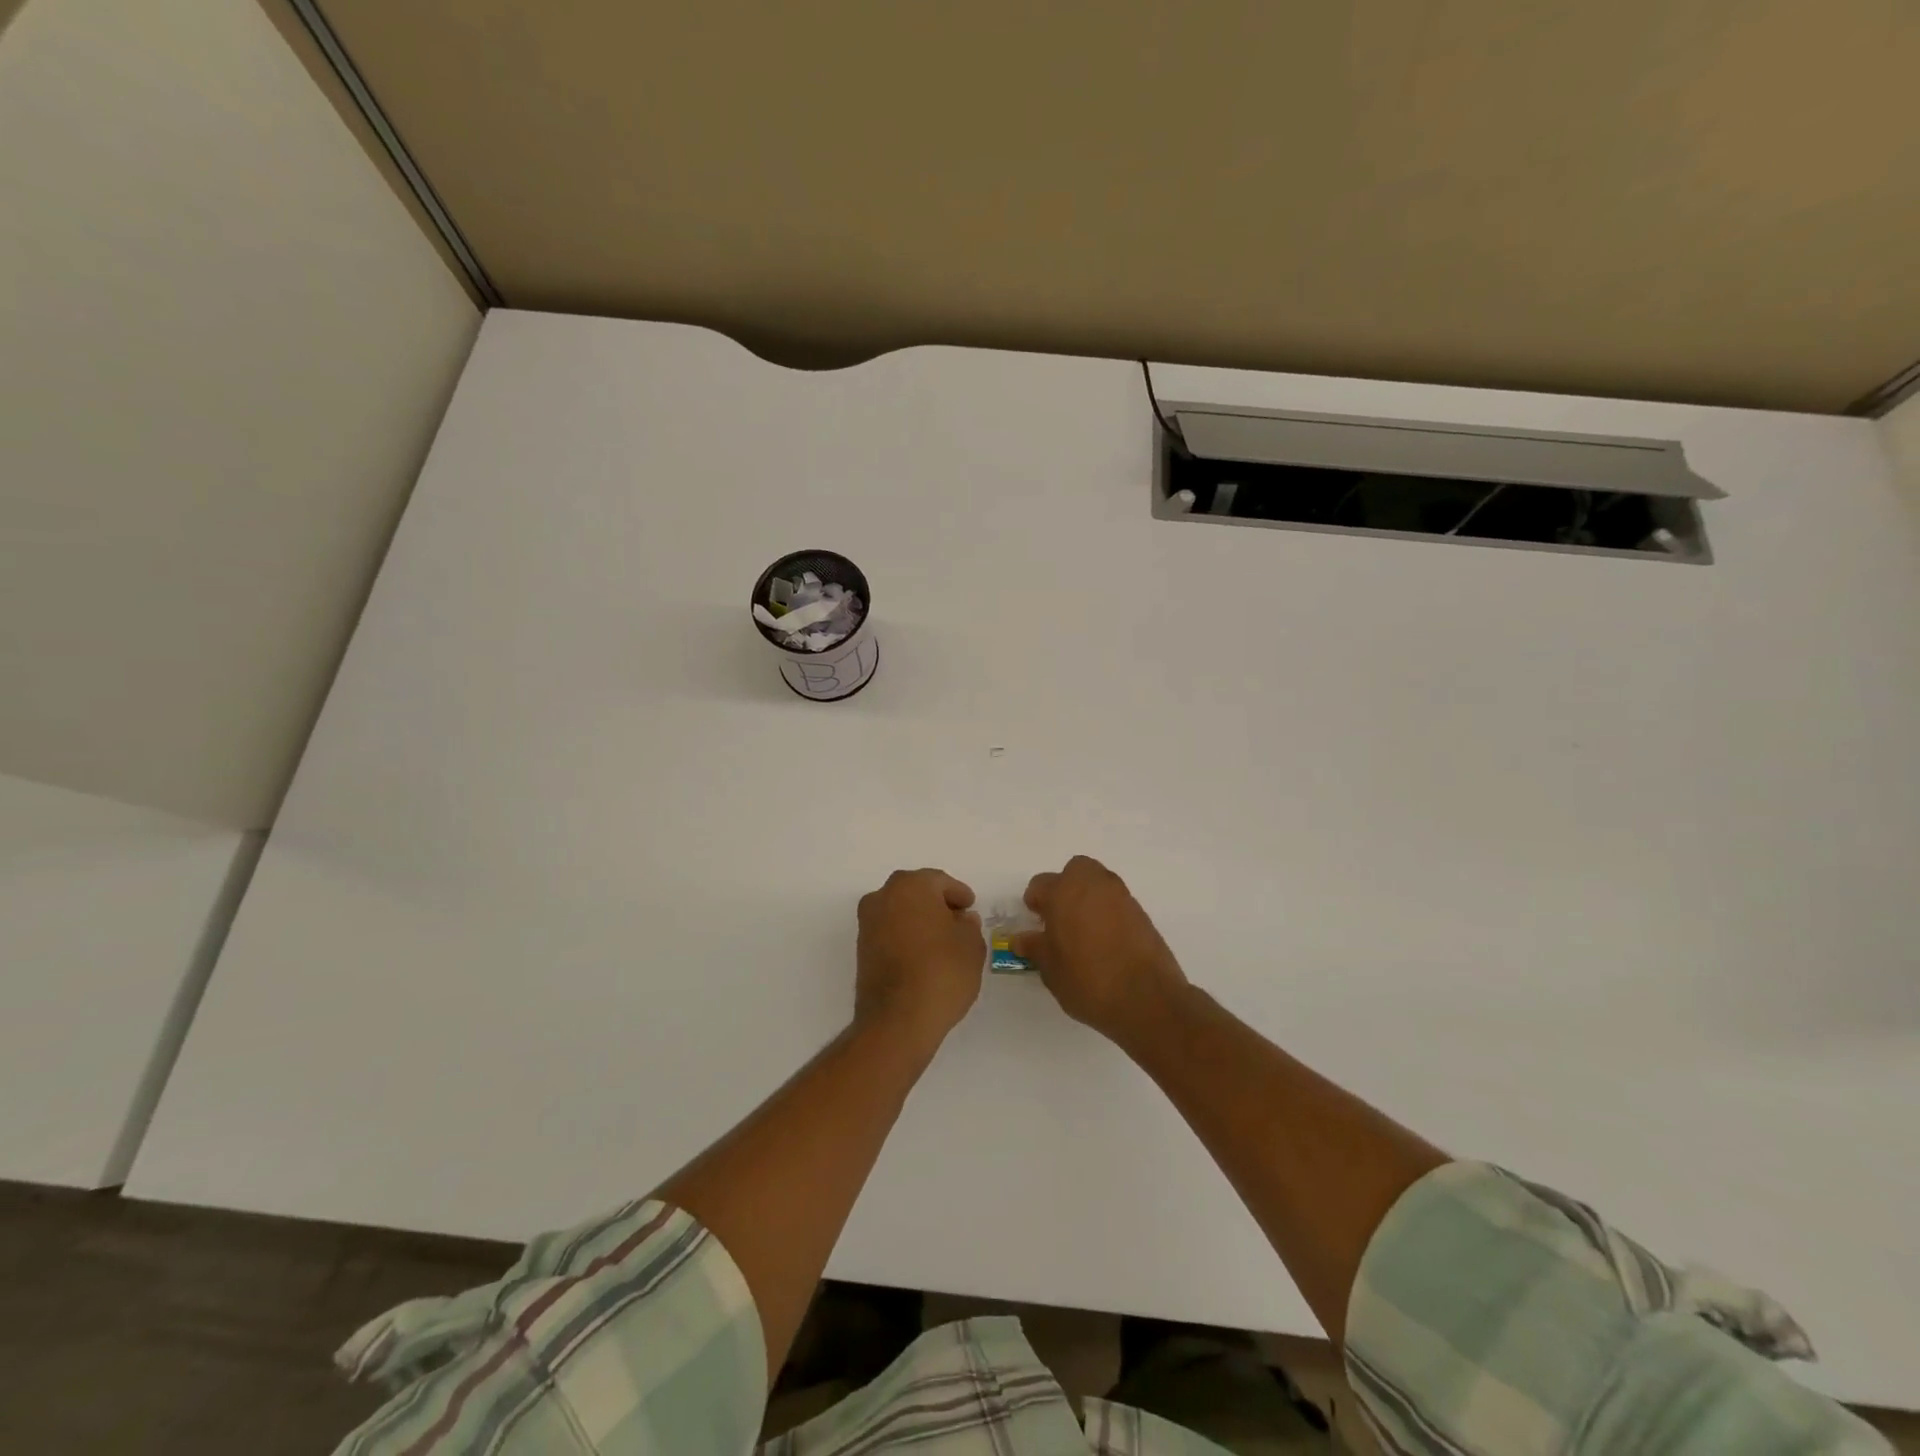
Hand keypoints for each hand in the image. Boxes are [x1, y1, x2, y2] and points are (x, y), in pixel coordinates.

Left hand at [855, 869, 984, 1053]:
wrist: (897, 1020)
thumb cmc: (941, 972)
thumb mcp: (971, 946)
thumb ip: (969, 925)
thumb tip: (961, 920)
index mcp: (911, 886)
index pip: (940, 882)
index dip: (959, 894)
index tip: (970, 907)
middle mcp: (883, 896)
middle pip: (916, 892)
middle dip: (937, 904)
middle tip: (957, 921)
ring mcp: (868, 923)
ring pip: (900, 911)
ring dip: (919, 920)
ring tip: (941, 942)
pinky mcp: (861, 949)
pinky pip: (889, 932)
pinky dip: (905, 936)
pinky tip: (922, 955)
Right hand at [1014, 856, 1191, 1045]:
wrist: (1147, 999)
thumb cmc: (1088, 981)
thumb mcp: (1051, 970)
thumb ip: (1035, 948)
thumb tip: (1022, 939)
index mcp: (1064, 892)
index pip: (1040, 884)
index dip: (1035, 902)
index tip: (1036, 923)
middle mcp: (1093, 885)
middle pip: (1075, 871)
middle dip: (1066, 887)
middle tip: (1061, 917)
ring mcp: (1122, 897)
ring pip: (1098, 883)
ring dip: (1088, 898)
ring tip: (1083, 931)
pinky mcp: (1142, 913)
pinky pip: (1117, 902)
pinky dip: (1108, 912)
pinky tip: (1105, 941)